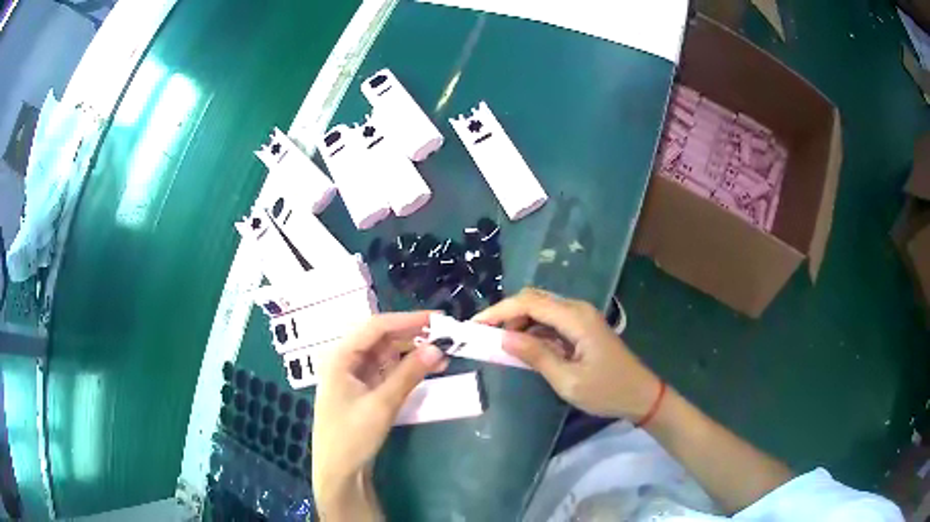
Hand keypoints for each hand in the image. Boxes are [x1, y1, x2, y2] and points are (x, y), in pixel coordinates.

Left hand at [311, 312, 446, 519]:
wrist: (339, 471)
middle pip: (380, 338)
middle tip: (444, 335)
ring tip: (442, 353)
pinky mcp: (362, 389)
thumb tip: (438, 348)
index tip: (437, 319)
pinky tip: (427, 369)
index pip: (375, 326)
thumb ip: (409, 374)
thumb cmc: (352, 436)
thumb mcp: (382, 404)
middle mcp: (344, 359)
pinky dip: (406, 369)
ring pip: (385, 354)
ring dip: (411, 353)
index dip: (407, 320)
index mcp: (340, 356)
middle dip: (412, 335)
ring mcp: (353, 375)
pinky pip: (386, 371)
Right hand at [474, 288, 659, 419]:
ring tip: (499, 345)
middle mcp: (578, 310)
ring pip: (541, 310)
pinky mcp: (582, 329)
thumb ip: (536, 356)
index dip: (498, 311)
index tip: (475, 326)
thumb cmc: (607, 391)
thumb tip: (503, 338)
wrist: (641, 395)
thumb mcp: (568, 380)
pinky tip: (523, 348)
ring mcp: (581, 318)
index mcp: (576, 318)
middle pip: (533, 300)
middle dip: (506, 315)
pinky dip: (533, 332)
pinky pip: (551, 322)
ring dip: (518, 324)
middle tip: (485, 337)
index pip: (529, 303)